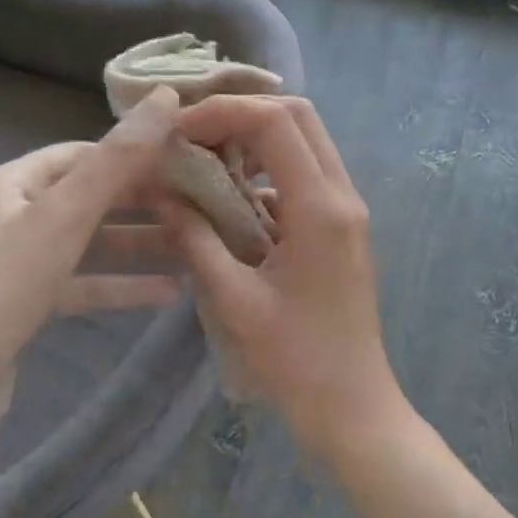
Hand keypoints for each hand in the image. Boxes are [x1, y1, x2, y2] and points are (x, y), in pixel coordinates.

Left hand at [0, 87, 181, 425]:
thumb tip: (166, 97)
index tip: (186, 163)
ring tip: (195, 246)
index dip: (135, 154)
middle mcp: (14, 213)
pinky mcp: (29, 300)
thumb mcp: (64, 216)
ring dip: (140, 244)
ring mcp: (21, 259)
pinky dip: (122, 283)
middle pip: (91, 196)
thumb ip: (118, 160)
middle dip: (144, 201)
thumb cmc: (3, 284)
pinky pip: (85, 280)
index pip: (84, 153)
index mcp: (13, 182)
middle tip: (199, 205)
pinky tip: (168, 291)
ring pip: (92, 241)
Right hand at [161, 95, 401, 454]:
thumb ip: (196, 240)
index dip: (223, 112)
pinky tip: (233, 201)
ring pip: (306, 144)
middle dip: (242, 114)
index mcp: (321, 208)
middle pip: (299, 118)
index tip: (177, 131)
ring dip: (256, 141)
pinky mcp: (344, 229)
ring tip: (206, 163)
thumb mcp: (234, 300)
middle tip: (193, 136)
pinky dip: (269, 173)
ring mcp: (349, 212)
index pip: (276, 122)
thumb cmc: (295, 361)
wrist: (353, 405)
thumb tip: (164, 195)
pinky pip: (307, 178)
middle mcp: (343, 197)